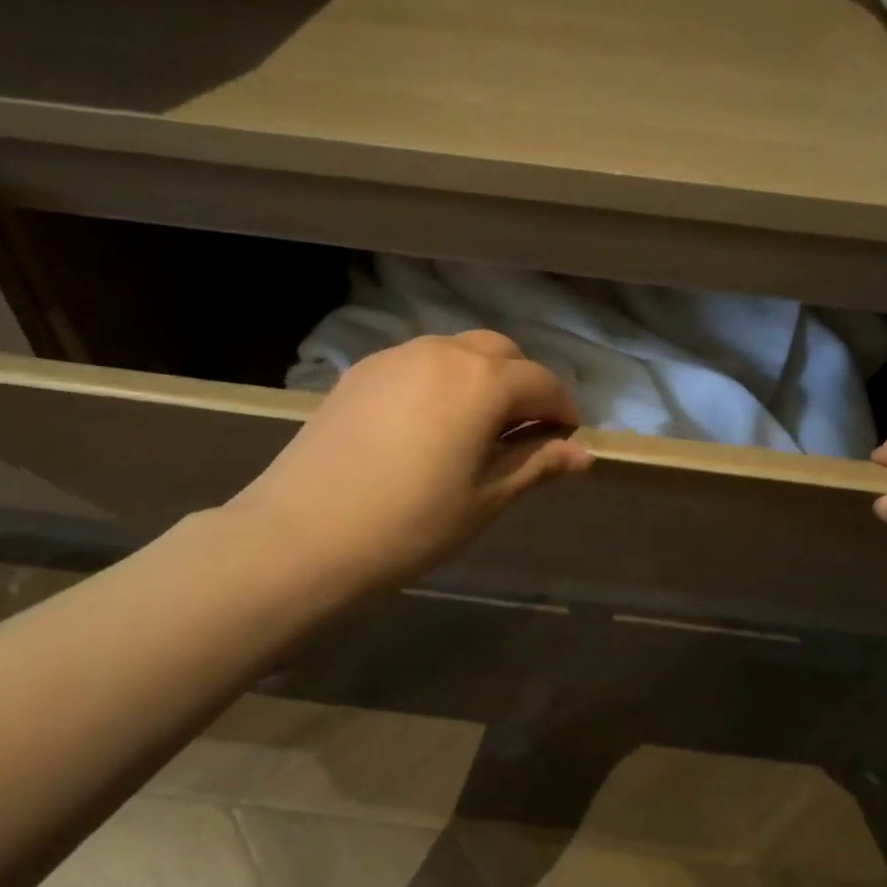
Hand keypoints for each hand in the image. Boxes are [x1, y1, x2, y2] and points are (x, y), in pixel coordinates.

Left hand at [225, 332, 591, 592]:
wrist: (303, 534)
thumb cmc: (411, 523)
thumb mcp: (486, 499)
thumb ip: (537, 465)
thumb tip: (583, 454)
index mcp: (483, 382)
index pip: (542, 383)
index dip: (562, 410)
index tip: (566, 438)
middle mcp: (443, 353)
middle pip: (502, 353)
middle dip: (523, 385)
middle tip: (523, 431)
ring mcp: (397, 356)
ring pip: (458, 352)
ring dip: (481, 378)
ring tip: (476, 426)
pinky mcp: (362, 370)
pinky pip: (419, 363)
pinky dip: (441, 381)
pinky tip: (428, 423)